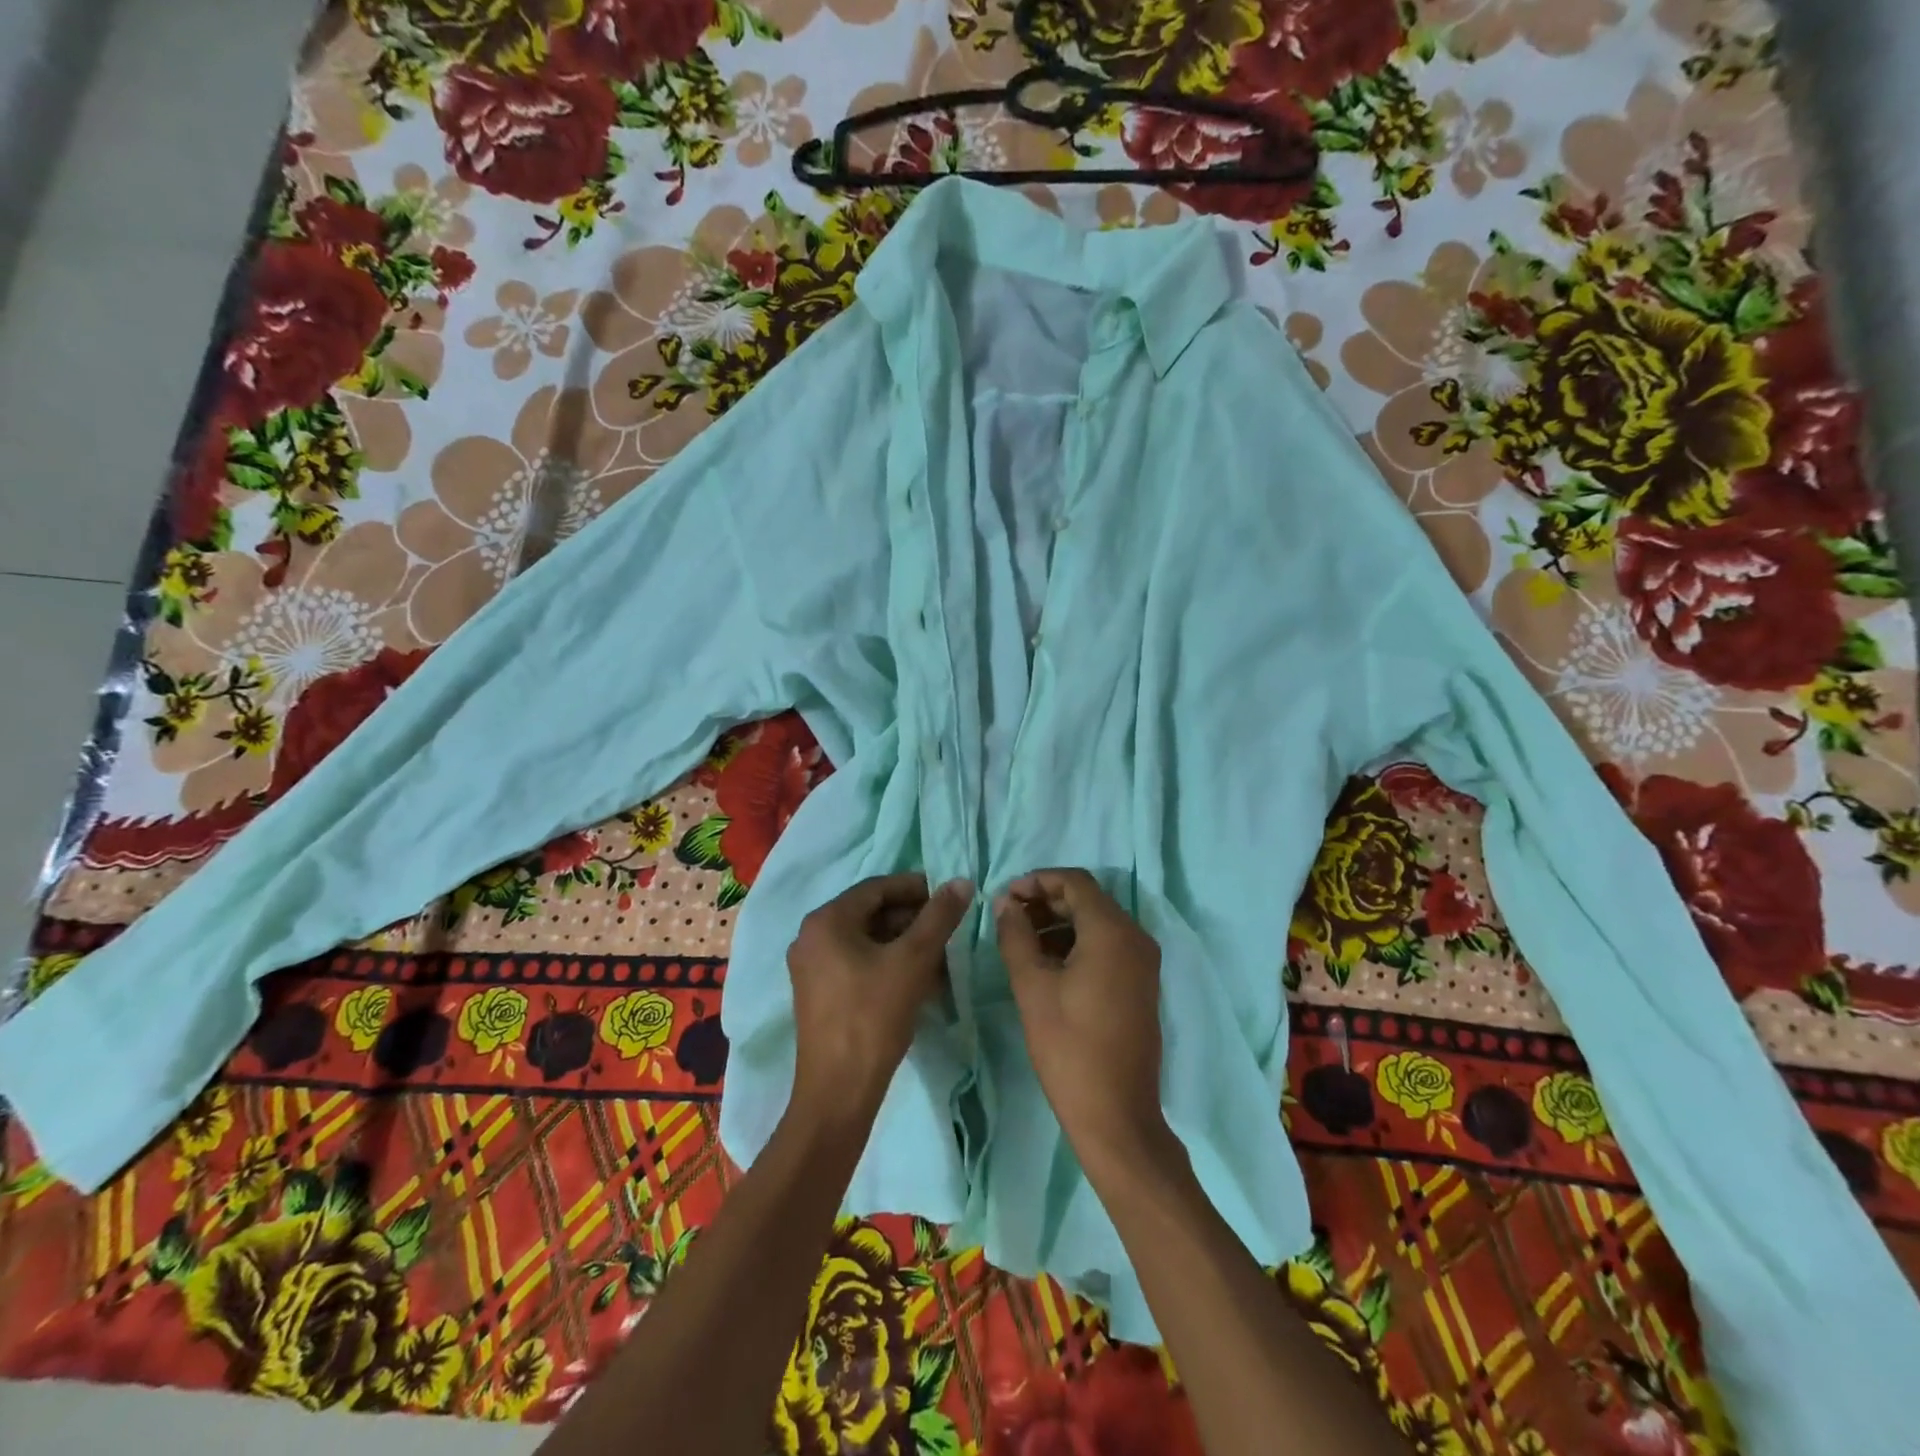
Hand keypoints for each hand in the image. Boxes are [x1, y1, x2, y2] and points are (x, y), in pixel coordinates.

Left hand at [787, 873, 972, 1130]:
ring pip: (867, 940)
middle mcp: (812, 937)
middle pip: (871, 913)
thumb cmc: (874, 1016)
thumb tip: (961, 882)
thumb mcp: (913, 960)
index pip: (877, 888)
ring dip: (904, 943)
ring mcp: (812, 968)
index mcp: (826, 920)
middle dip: (913, 919)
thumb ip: (939, 917)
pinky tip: (919, 980)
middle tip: (948, 930)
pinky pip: (858, 963)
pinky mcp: (819, 994)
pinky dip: (888, 964)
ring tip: (940, 957)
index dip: (916, 888)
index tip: (950, 896)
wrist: (839, 1091)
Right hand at [995, 869, 1171, 1180]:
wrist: (1116, 1115)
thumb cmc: (1069, 1047)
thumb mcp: (1032, 986)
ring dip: (1059, 923)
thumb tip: (1004, 903)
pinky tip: (1047, 963)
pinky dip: (1077, 943)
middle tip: (1008, 917)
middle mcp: (1136, 938)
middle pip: (1088, 900)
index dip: (1037, 881)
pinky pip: (1108, 946)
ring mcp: (1143, 963)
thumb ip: (1015, 936)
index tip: (1005, 897)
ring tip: (1021, 940)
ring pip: (1097, 923)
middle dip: (1046, 901)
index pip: (1075, 882)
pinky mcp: (1141, 984)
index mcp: (1113, 932)